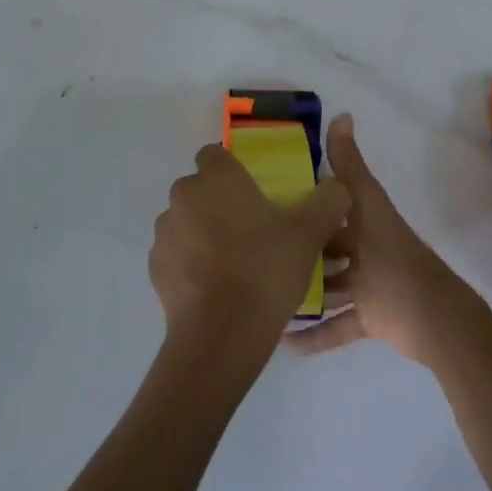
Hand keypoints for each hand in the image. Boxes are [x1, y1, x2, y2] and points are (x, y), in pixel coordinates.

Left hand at [150, 144, 351, 365]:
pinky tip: (215, 287)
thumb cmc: (265, 270)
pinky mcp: (155, 266)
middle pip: (200, 189)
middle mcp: (183, 195)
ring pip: (186, 221)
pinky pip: (176, 253)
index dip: (233, 171)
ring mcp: (165, 231)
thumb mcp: (309, 233)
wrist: (221, 334)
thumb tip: (337, 186)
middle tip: (251, 232)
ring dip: (203, 233)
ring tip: (234, 265)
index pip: (215, 155)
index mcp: (216, 178)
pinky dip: (190, 263)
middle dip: (219, 203)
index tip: (254, 196)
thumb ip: (328, 200)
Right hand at [285, 114, 490, 366]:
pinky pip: (335, 327)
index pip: (330, 204)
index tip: (265, 198)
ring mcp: (366, 286)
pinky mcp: (368, 319)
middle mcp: (364, 249)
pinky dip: (314, 335)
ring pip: (327, 285)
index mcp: (365, 220)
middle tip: (256, 249)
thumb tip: (341, 114)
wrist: (437, 323)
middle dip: (297, 246)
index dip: (303, 198)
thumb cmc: (396, 262)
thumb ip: (351, 167)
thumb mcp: (369, 209)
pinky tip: (282, 341)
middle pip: (325, 245)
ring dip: (302, 290)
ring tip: (262, 291)